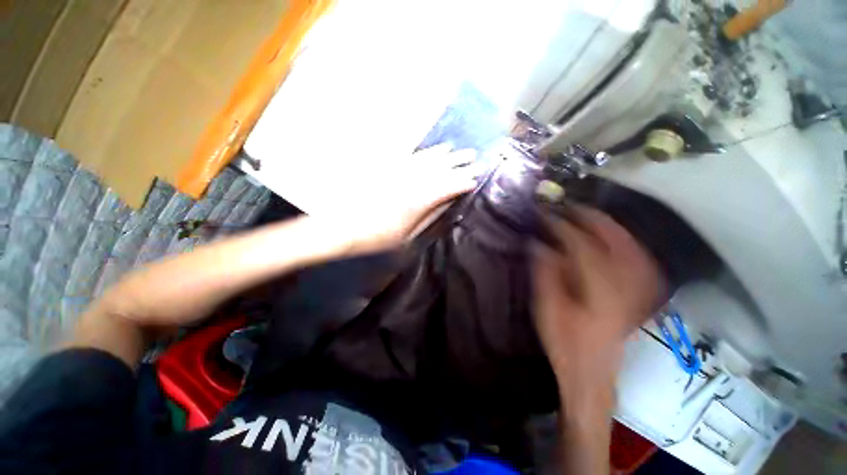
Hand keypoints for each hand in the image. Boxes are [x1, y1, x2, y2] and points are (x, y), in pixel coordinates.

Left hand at [322, 144, 480, 254]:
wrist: (342, 225)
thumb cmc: (377, 236)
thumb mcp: (407, 233)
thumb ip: (429, 216)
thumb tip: (447, 203)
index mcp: (418, 199)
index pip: (447, 186)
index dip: (463, 182)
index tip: (475, 180)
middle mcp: (411, 180)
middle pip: (440, 168)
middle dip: (459, 164)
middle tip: (474, 158)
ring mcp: (398, 170)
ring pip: (427, 158)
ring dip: (443, 154)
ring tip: (456, 150)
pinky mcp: (387, 166)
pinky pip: (411, 155)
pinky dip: (424, 151)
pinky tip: (431, 149)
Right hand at [533, 205, 665, 384]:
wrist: (591, 373)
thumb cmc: (564, 342)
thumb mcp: (547, 308)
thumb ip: (545, 273)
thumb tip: (538, 243)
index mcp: (598, 291)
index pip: (581, 246)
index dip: (562, 226)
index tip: (546, 214)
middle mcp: (625, 286)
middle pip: (615, 241)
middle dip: (592, 219)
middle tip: (571, 206)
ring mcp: (637, 291)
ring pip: (631, 247)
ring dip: (611, 227)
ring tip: (591, 215)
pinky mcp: (639, 295)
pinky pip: (640, 261)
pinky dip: (628, 243)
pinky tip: (617, 237)